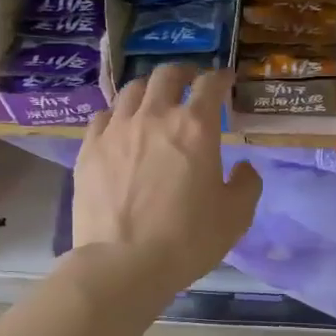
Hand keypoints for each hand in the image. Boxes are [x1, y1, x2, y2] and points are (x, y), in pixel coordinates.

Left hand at [74, 64, 262, 295]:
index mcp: (196, 127)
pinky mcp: (89, 148)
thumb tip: (243, 168)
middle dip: (184, 73)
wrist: (123, 263)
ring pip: (131, 90)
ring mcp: (117, 129)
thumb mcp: (236, 216)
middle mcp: (155, 116)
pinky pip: (103, 115)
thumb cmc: (188, 239)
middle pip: (167, 75)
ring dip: (149, 88)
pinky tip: (120, 126)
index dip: (222, 77)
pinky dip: (117, 113)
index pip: (210, 85)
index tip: (226, 80)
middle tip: (190, 81)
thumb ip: (247, 184)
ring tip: (154, 99)